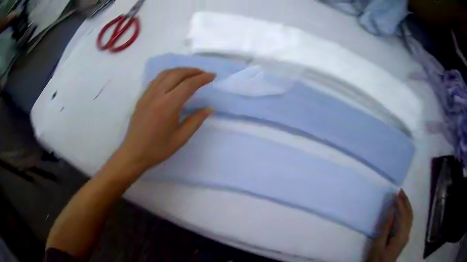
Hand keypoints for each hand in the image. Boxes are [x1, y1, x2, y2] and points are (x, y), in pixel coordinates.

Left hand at [116, 68, 214, 171]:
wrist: (133, 153)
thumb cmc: (157, 149)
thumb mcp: (180, 139)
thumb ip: (195, 121)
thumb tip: (209, 109)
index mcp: (168, 106)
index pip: (188, 85)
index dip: (202, 78)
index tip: (212, 76)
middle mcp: (157, 95)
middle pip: (176, 74)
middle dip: (192, 71)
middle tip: (203, 73)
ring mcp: (147, 95)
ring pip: (165, 74)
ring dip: (180, 70)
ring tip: (190, 74)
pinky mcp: (142, 97)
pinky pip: (156, 80)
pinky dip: (168, 75)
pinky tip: (173, 80)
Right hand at [366, 190, 412, 261]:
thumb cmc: (377, 258)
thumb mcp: (377, 245)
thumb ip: (385, 228)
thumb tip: (391, 211)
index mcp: (401, 235)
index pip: (403, 215)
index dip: (400, 204)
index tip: (395, 194)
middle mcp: (407, 233)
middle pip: (409, 214)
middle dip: (406, 201)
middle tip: (400, 191)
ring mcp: (406, 235)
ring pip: (410, 216)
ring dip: (407, 205)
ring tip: (401, 197)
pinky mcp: (404, 237)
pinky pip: (408, 220)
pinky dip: (406, 212)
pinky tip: (402, 209)